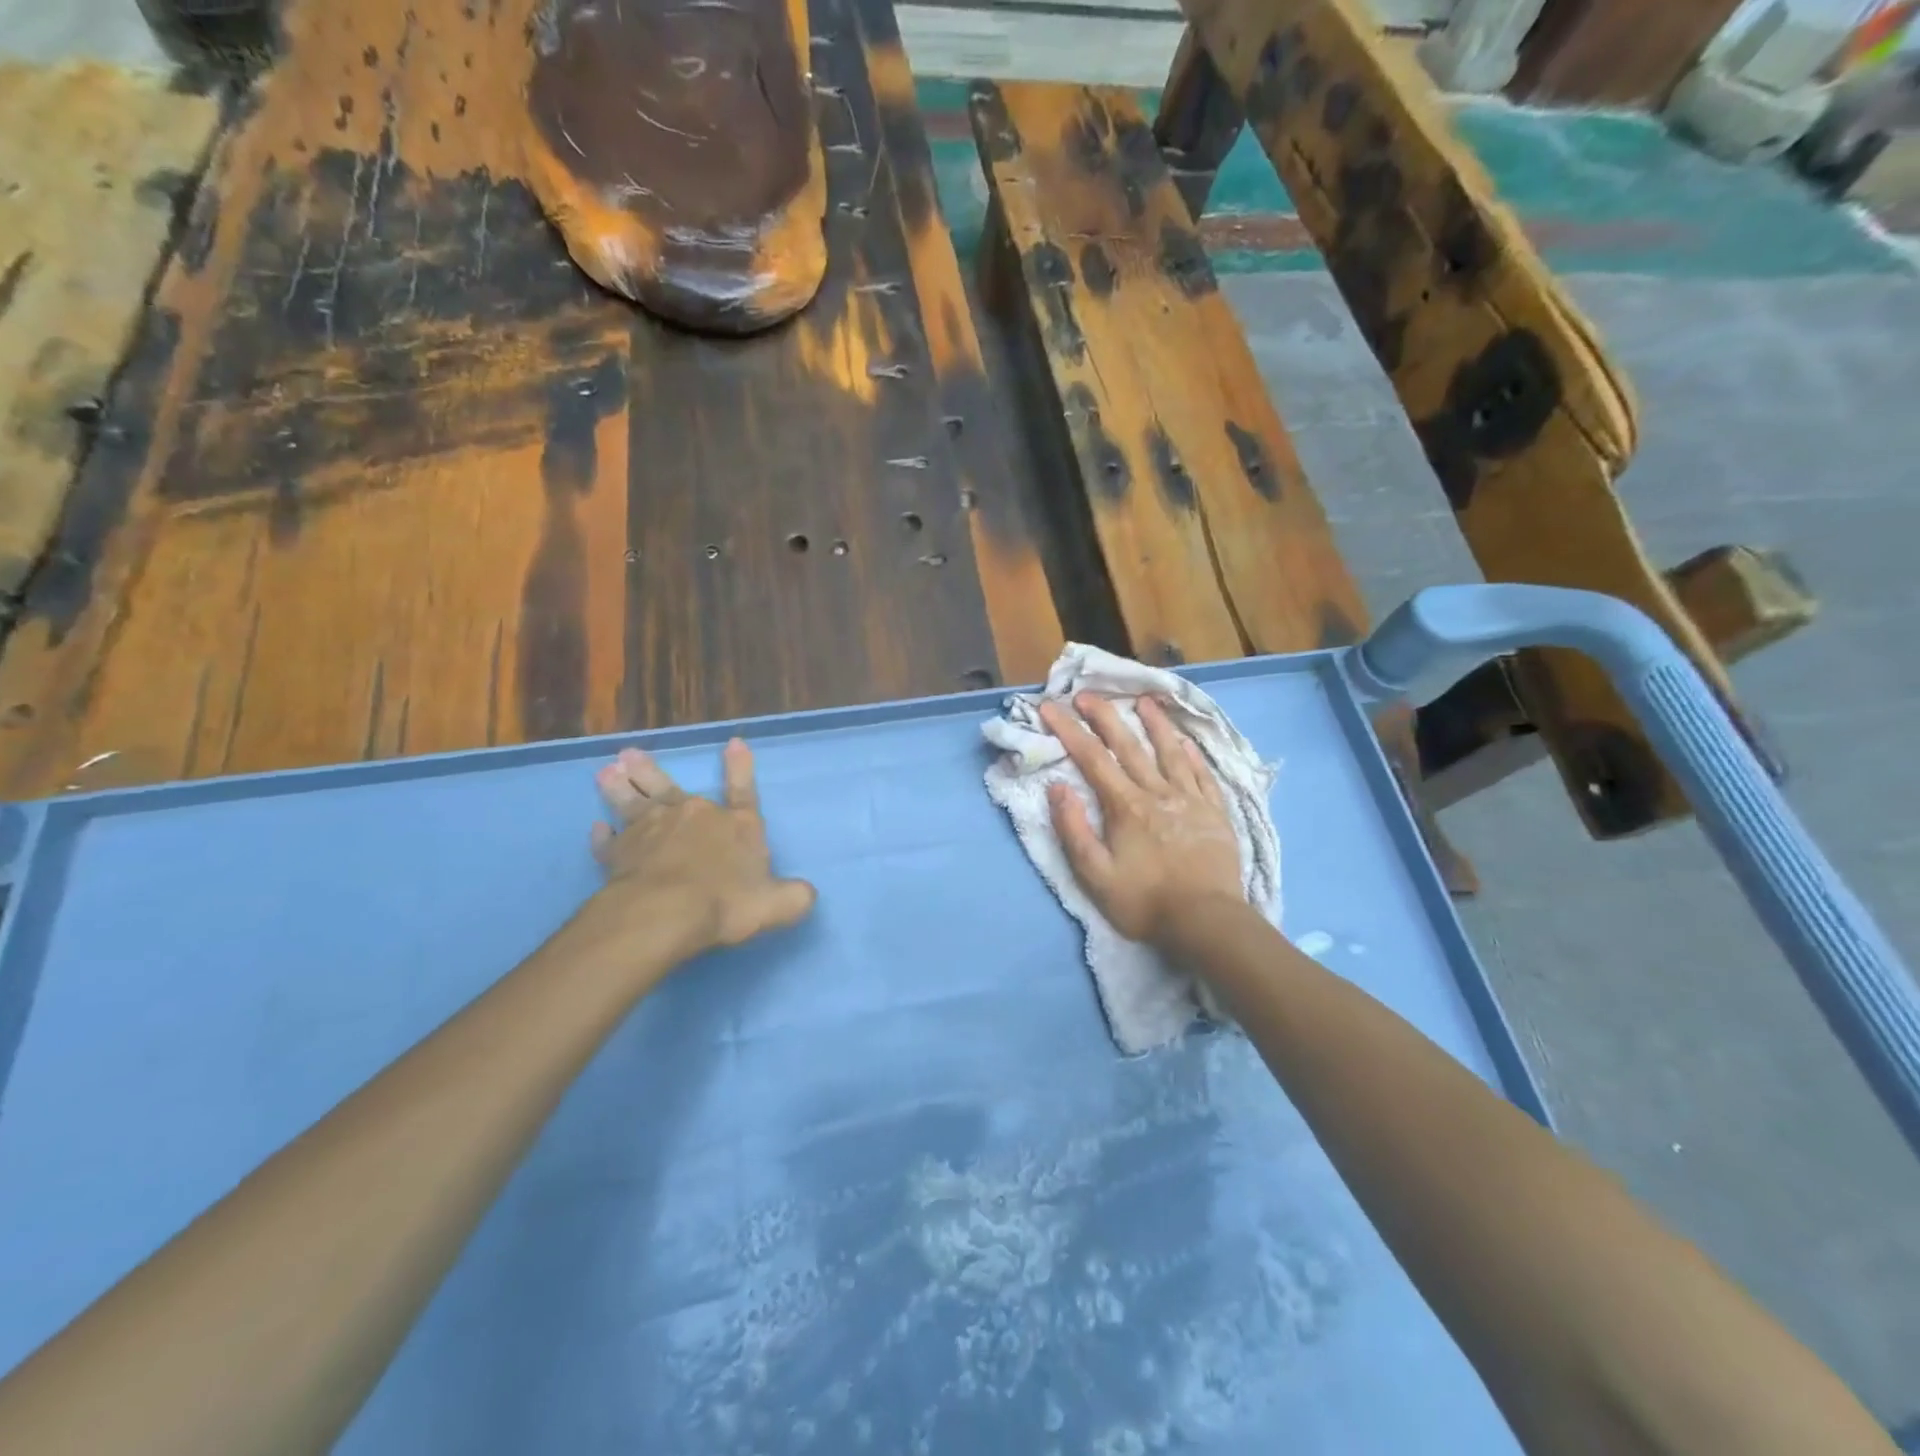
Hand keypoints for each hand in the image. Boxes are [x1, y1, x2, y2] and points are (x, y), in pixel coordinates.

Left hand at [580, 739, 816, 959]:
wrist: (667, 912)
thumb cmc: (727, 902)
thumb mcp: (778, 904)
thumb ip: (794, 897)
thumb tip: (807, 894)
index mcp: (735, 824)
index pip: (743, 791)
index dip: (741, 767)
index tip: (734, 742)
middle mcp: (692, 817)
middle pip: (669, 788)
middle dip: (651, 771)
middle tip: (628, 754)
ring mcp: (651, 832)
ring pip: (632, 803)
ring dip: (619, 788)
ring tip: (605, 772)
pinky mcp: (620, 854)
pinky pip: (609, 843)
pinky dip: (603, 837)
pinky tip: (596, 830)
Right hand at [1041, 694, 1243, 945]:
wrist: (1207, 921)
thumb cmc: (1145, 901)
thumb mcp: (1095, 875)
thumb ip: (1074, 830)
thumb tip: (1057, 788)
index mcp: (1125, 805)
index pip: (1092, 758)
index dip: (1068, 730)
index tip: (1050, 706)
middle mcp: (1157, 792)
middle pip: (1128, 745)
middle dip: (1105, 716)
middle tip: (1087, 693)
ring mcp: (1190, 800)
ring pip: (1170, 752)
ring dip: (1155, 724)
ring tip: (1144, 700)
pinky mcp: (1215, 812)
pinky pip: (1202, 774)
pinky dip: (1191, 754)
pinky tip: (1186, 742)